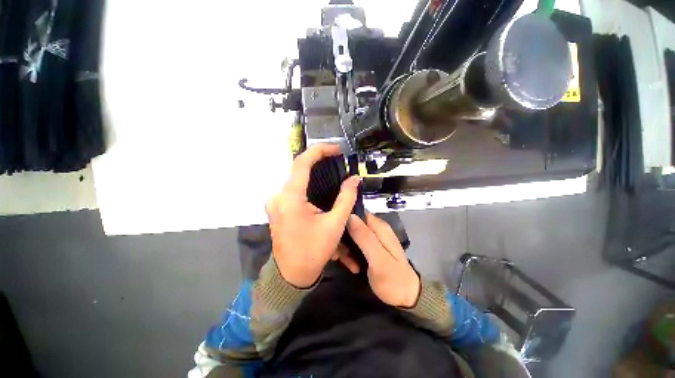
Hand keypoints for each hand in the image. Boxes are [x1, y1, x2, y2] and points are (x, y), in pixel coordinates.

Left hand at [266, 144, 359, 287]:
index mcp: (290, 198)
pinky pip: (293, 190)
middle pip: (298, 169)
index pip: (302, 162)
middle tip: (336, 161)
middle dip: (318, 162)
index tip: (336, 149)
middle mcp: (278, 196)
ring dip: (313, 173)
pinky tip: (320, 188)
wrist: (292, 275)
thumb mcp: (335, 224)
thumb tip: (354, 179)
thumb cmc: (314, 250)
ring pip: (296, 179)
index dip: (319, 151)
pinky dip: (307, 185)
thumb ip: (346, 198)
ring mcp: (275, 202)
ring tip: (331, 171)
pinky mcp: (277, 208)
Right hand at [347, 213, 420, 307]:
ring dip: (346, 248)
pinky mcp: (371, 249)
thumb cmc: (393, 279)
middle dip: (343, 238)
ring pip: (352, 236)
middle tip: (338, 254)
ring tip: (346, 263)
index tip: (334, 233)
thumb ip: (364, 237)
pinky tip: (352, 266)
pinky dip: (351, 254)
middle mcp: (376, 229)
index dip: (344, 221)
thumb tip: (350, 216)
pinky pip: (356, 246)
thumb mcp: (378, 259)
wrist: (407, 297)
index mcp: (379, 227)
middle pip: (353, 225)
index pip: (357, 213)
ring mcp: (374, 239)